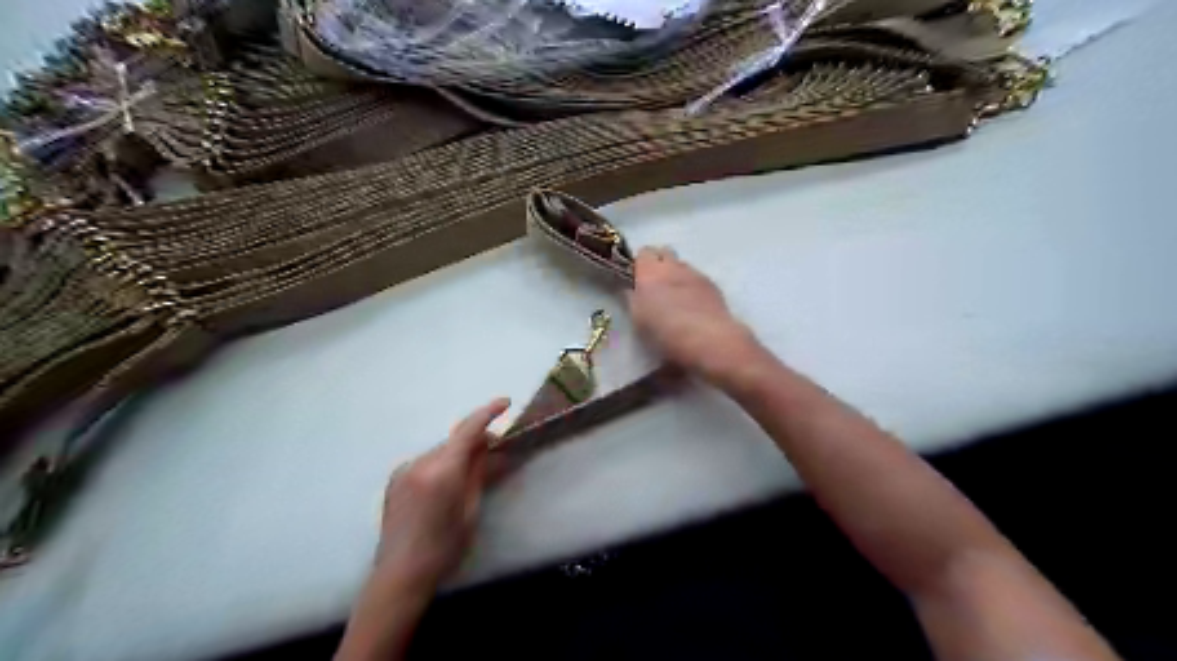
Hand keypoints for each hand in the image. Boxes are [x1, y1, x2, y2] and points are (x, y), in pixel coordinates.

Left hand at [373, 398, 507, 588]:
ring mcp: (404, 470)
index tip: (506, 403)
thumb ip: (479, 472)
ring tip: (473, 470)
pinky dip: (443, 463)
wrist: (399, 575)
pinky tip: (448, 482)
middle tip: (496, 451)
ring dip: (459, 453)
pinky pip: (426, 461)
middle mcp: (420, 463)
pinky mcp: (395, 479)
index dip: (488, 412)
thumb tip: (491, 447)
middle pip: (454, 440)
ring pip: (441, 450)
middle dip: (476, 439)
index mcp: (442, 471)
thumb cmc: (444, 548)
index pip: (468, 430)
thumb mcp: (470, 510)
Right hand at [631, 244, 759, 381]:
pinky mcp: (713, 285)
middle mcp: (673, 266)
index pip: (643, 253)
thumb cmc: (665, 331)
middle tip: (654, 286)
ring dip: (676, 275)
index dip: (639, 264)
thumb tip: (632, 289)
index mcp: (650, 271)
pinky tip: (693, 306)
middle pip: (664, 252)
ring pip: (682, 265)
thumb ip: (633, 299)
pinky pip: (697, 278)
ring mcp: (695, 274)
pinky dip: (692, 286)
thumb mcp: (638, 318)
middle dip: (658, 264)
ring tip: (675, 298)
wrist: (708, 339)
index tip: (636, 279)